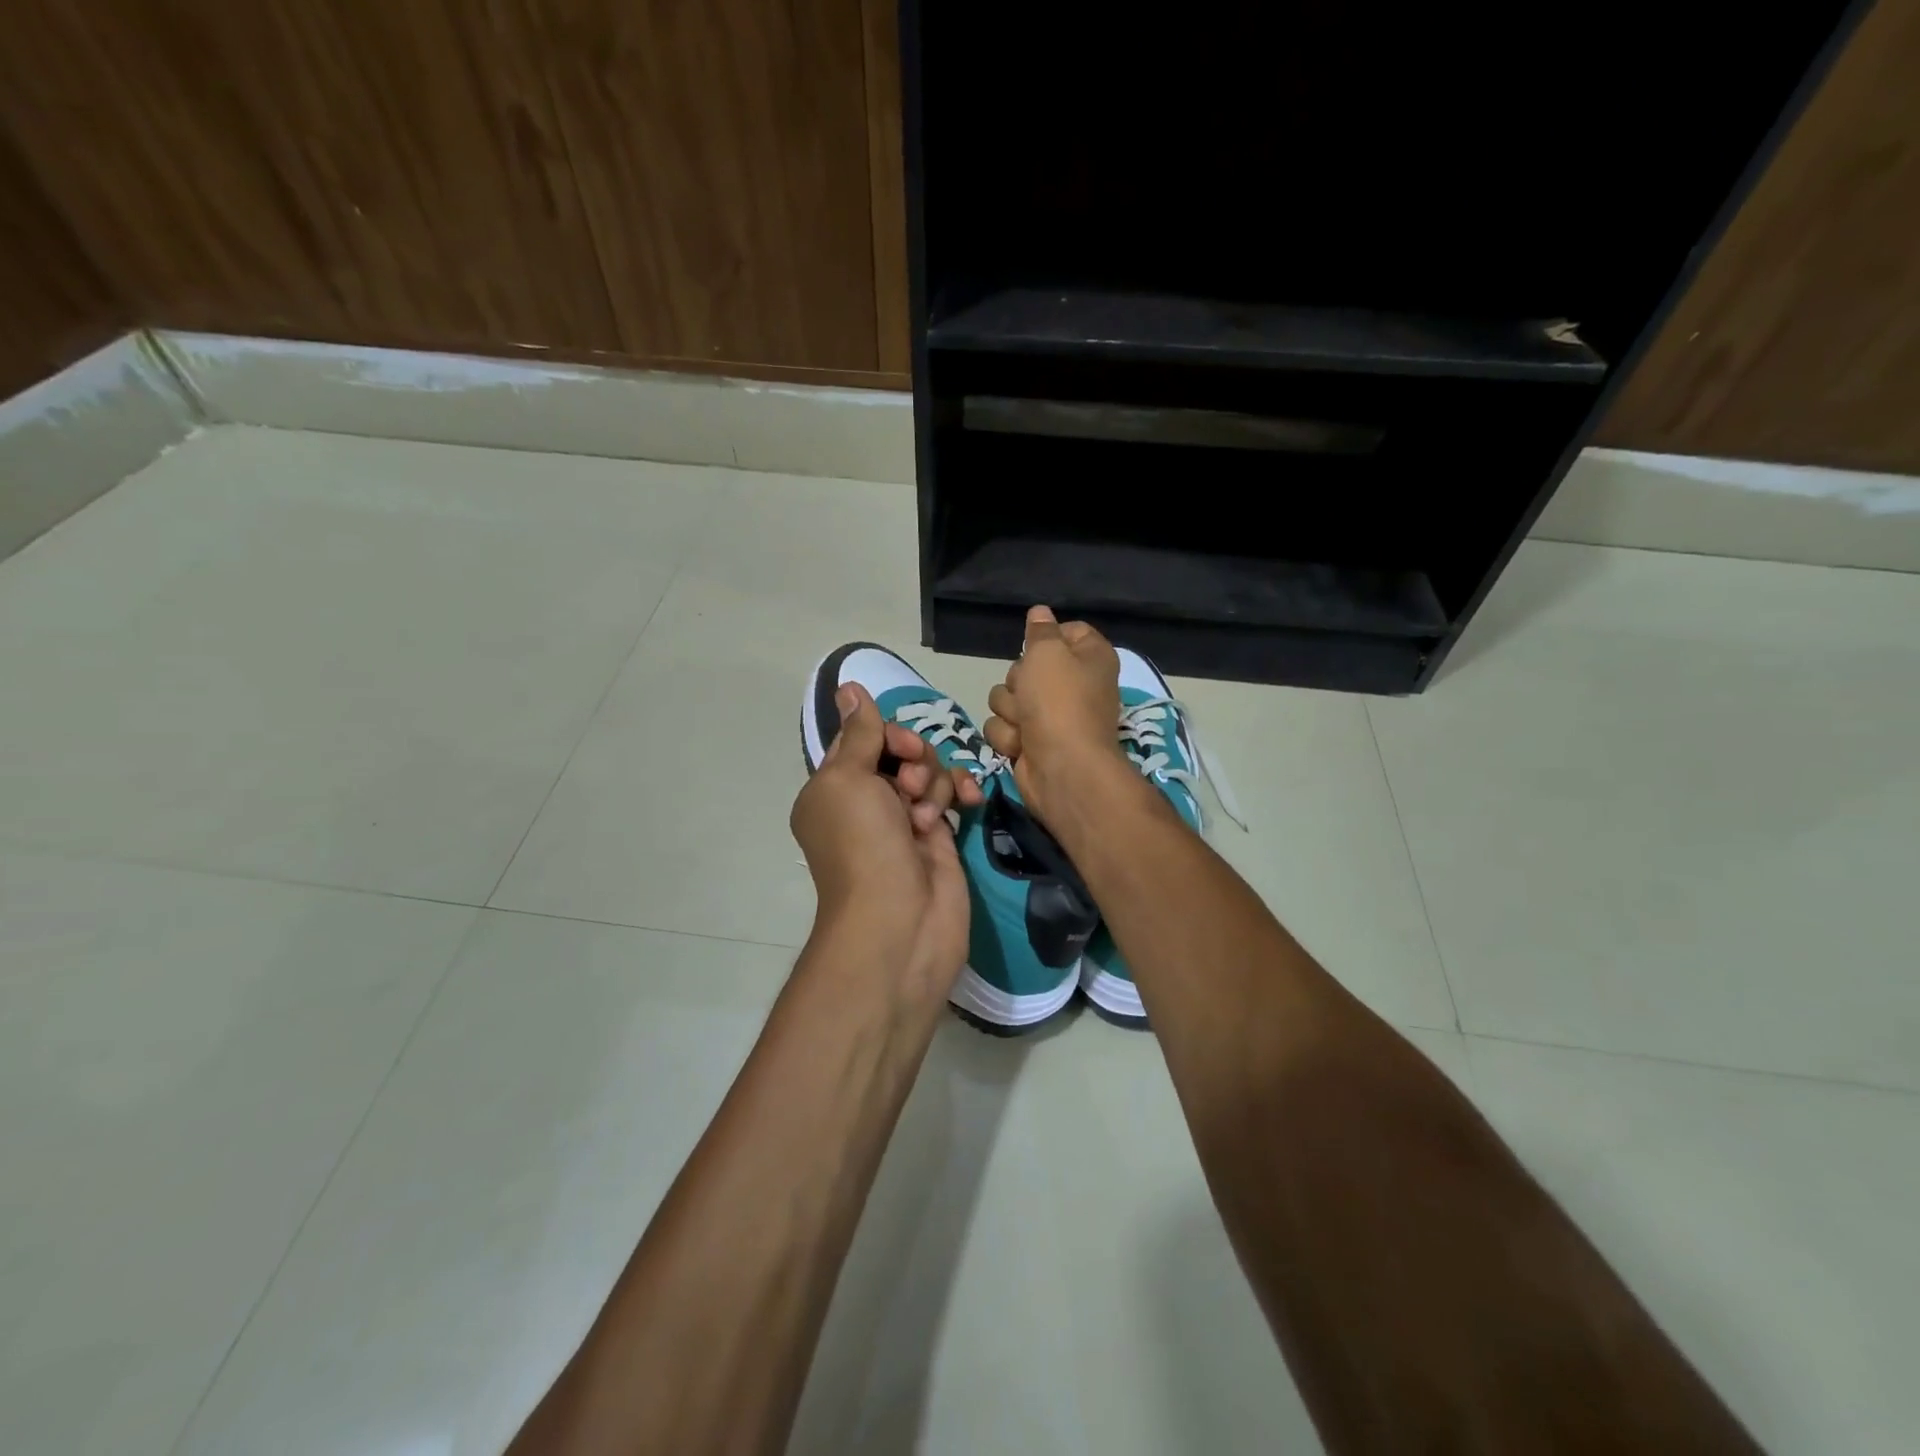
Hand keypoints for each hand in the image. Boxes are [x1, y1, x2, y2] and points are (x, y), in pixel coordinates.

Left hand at [790, 684, 980, 990]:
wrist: (900, 923)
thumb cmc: (863, 846)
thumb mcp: (848, 780)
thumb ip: (859, 733)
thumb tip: (848, 687)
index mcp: (833, 788)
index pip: (862, 738)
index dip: (885, 734)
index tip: (899, 748)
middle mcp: (866, 801)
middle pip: (899, 751)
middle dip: (914, 759)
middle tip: (910, 786)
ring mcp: (904, 820)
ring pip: (928, 771)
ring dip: (933, 783)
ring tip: (928, 817)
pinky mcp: (938, 836)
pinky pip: (950, 796)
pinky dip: (959, 792)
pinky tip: (970, 800)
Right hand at [982, 605, 1126, 824]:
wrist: (1063, 768)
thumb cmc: (1059, 702)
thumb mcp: (1048, 652)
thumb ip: (1041, 631)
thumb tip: (1040, 612)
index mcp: (1089, 658)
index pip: (1066, 631)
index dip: (1046, 637)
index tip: (1037, 646)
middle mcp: (1072, 685)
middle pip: (1025, 666)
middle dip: (1018, 681)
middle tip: (1030, 694)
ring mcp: (1050, 717)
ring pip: (1006, 697)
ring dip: (1010, 711)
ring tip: (1026, 725)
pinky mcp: (1030, 743)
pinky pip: (1003, 727)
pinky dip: (1009, 737)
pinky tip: (1022, 746)